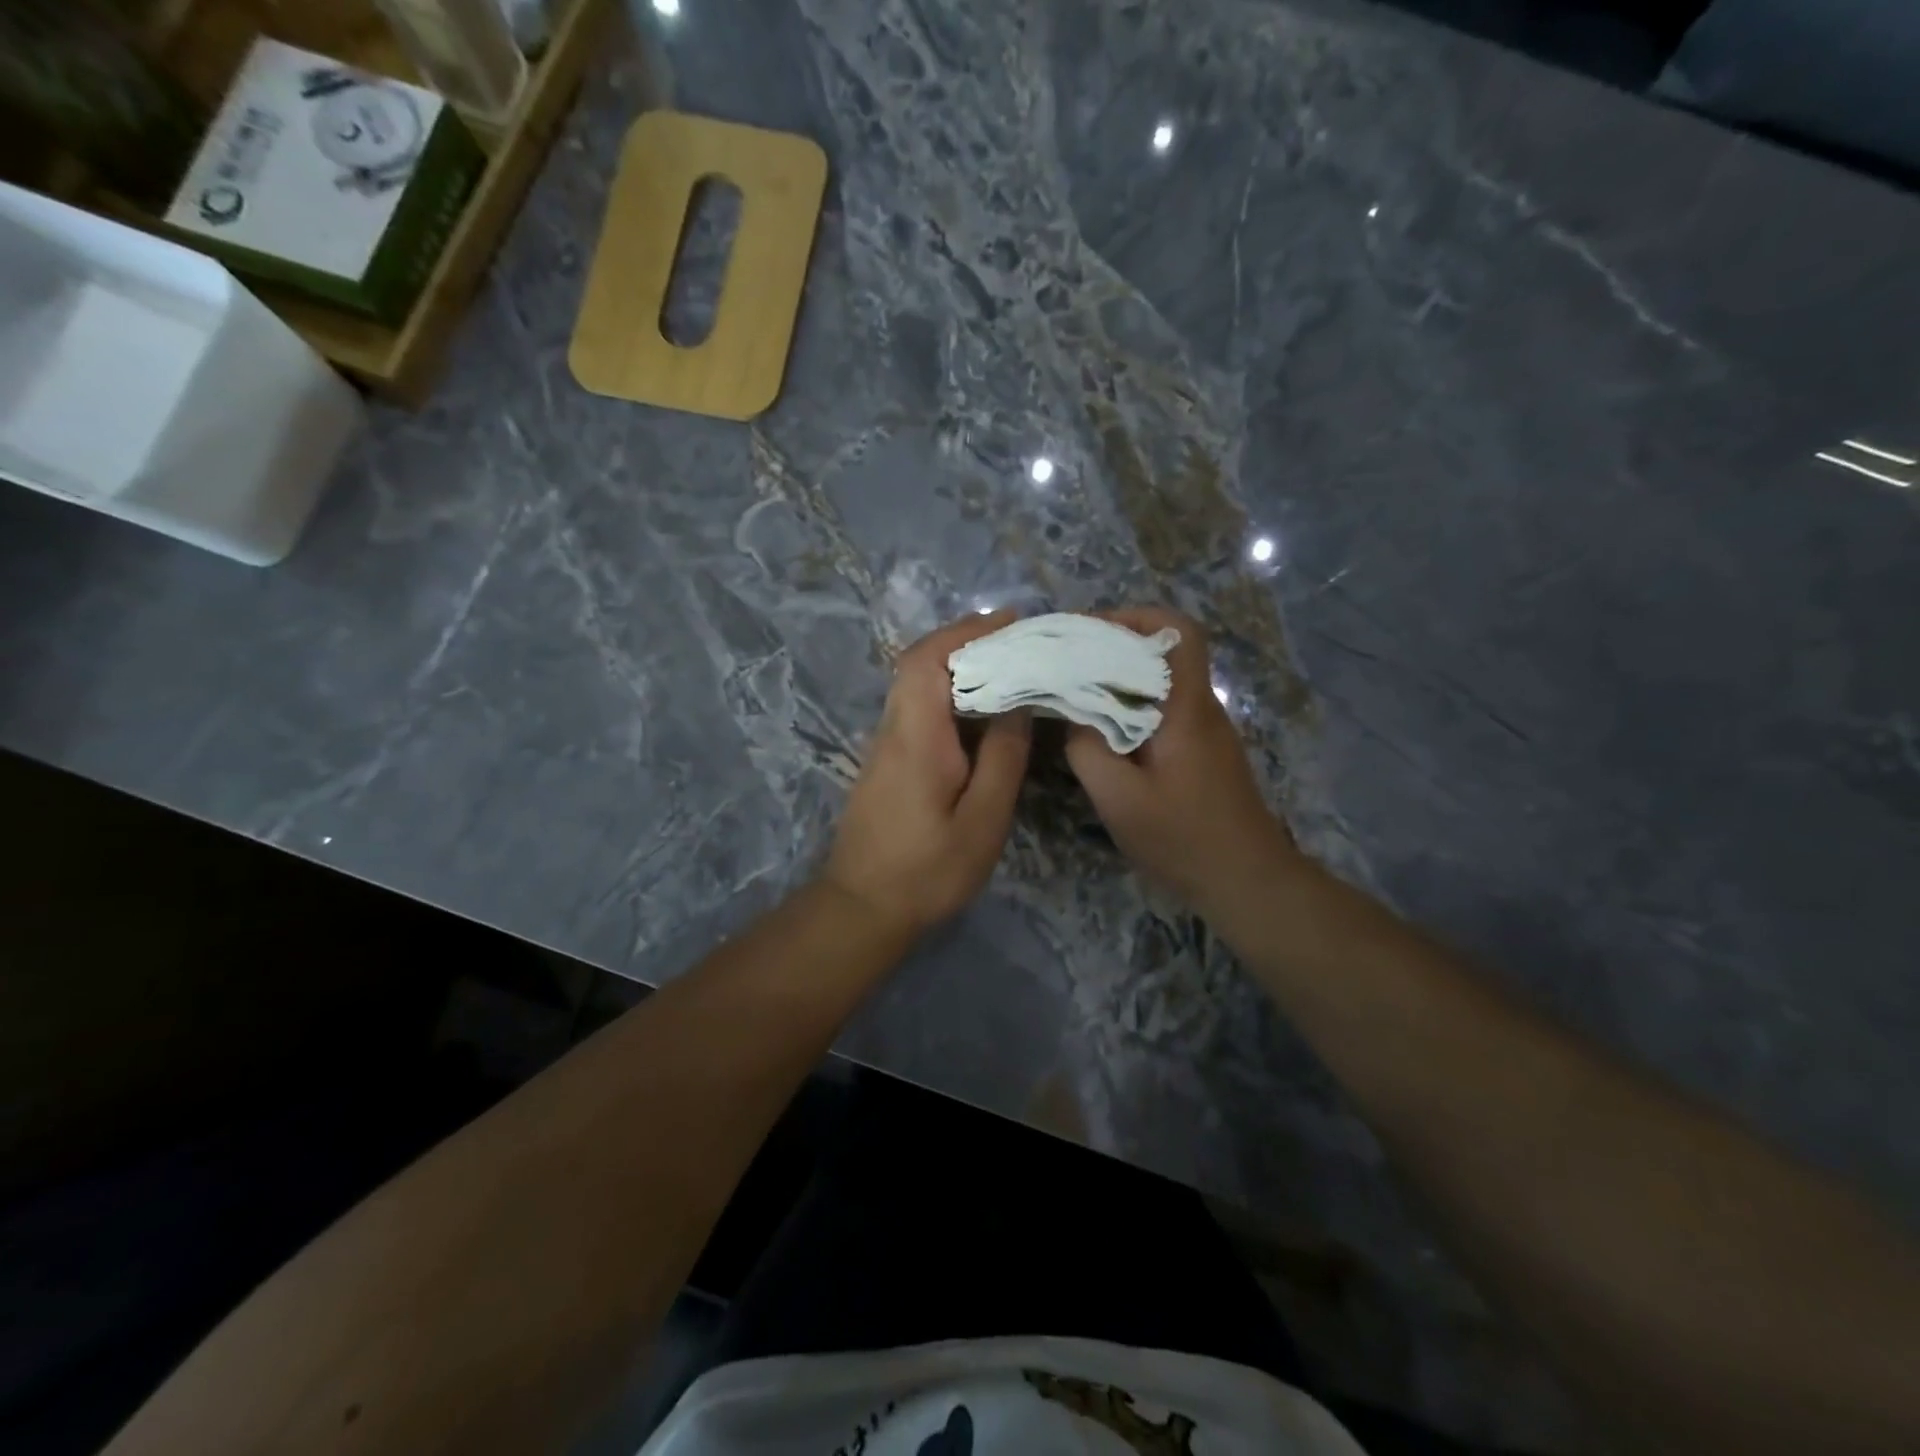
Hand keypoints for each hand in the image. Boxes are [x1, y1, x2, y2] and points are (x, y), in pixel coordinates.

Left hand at [824, 611, 1032, 937]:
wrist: (862, 908)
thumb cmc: (928, 869)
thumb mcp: (982, 819)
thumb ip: (1003, 758)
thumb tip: (1018, 703)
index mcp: (916, 735)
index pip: (928, 658)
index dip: (966, 631)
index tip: (1010, 622)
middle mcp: (893, 729)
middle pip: (919, 664)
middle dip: (966, 642)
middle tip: (1019, 644)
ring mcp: (884, 746)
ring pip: (917, 686)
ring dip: (958, 668)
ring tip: (1010, 672)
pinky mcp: (886, 763)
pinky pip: (918, 711)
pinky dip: (950, 697)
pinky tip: (982, 716)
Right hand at [1064, 607, 1301, 914]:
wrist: (1247, 881)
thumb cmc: (1183, 839)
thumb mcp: (1119, 799)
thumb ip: (1088, 750)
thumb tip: (1073, 714)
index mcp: (1186, 709)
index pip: (1178, 632)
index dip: (1136, 617)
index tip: (1089, 631)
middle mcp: (1201, 708)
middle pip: (1165, 652)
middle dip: (1114, 645)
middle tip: (1066, 661)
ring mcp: (1205, 731)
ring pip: (1162, 682)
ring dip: (1120, 678)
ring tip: (1074, 692)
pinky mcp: (1203, 753)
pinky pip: (1164, 710)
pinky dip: (1131, 707)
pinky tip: (1102, 732)